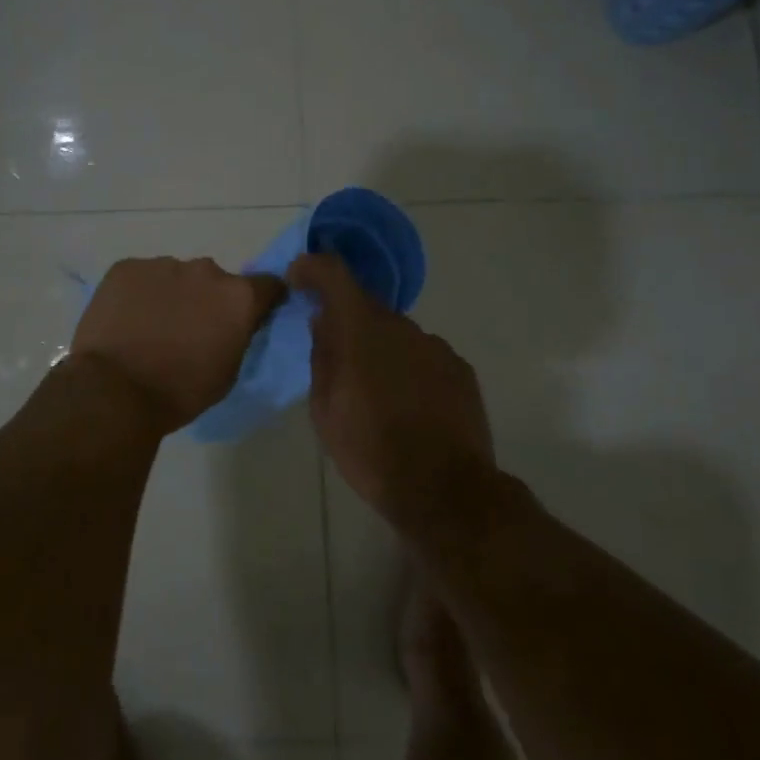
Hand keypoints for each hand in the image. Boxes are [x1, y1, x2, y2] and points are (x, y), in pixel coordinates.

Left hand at [72, 257, 285, 432]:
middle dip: (207, 299)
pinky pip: (141, 277)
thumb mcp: (228, 372)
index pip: (267, 285)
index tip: (250, 315)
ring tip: (151, 327)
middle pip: (214, 280)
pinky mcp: (126, 267)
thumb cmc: (180, 391)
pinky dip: (139, 294)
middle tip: (189, 329)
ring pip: (175, 277)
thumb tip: (233, 322)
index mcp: (237, 297)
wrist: (115, 390)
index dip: (261, 300)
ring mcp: (162, 264)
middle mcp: (205, 270)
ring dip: (171, 295)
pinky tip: (126, 320)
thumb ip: (238, 335)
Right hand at [287, 252, 497, 530]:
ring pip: (397, 335)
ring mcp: (436, 346)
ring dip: (381, 351)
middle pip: (366, 308)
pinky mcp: (460, 369)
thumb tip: (324, 323)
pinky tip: (409, 406)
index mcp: (361, 329)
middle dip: (347, 324)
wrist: (444, 491)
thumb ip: (322, 357)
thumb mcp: (325, 410)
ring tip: (377, 395)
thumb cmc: (370, 451)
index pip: (333, 273)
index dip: (312, 268)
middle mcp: (401, 326)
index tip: (298, 279)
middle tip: (336, 360)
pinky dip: (409, 369)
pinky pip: (424, 356)